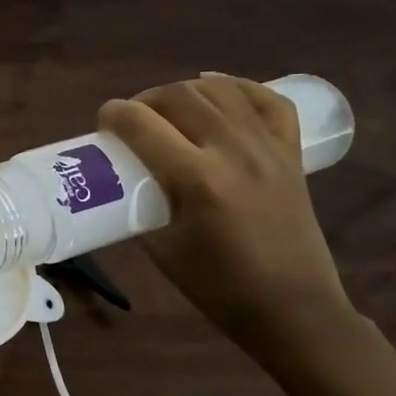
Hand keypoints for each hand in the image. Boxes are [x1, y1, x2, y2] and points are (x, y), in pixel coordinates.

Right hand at [99, 76, 351, 346]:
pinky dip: (239, 88)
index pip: (143, 125)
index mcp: (197, 180)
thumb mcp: (161, 248)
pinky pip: (267, 100)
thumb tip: (122, 179)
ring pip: (220, 91)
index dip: (115, 114)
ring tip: (168, 110)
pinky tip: (217, 94)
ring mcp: (268, 148)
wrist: (292, 307)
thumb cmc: (217, 286)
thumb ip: (140, 205)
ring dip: (185, 91)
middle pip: (180, 97)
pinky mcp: (290, 153)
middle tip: (131, 120)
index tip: (103, 121)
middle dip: (146, 100)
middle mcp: (233, 152)